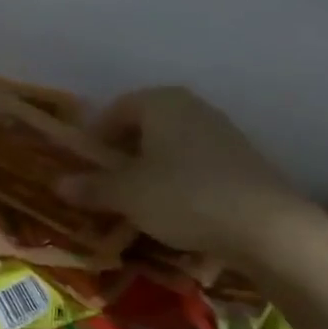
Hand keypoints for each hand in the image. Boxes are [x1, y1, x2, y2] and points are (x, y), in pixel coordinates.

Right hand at [67, 87, 327, 263]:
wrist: (268, 226)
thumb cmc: (184, 196)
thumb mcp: (128, 195)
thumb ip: (92, 187)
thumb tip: (58, 184)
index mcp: (161, 102)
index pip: (117, 109)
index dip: (96, 137)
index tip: (86, 166)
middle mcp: (193, 108)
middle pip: (146, 125)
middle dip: (124, 153)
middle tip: (109, 185)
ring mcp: (223, 132)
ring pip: (173, 146)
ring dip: (153, 169)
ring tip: (142, 202)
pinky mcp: (244, 161)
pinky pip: (198, 165)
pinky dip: (181, 182)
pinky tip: (179, 212)